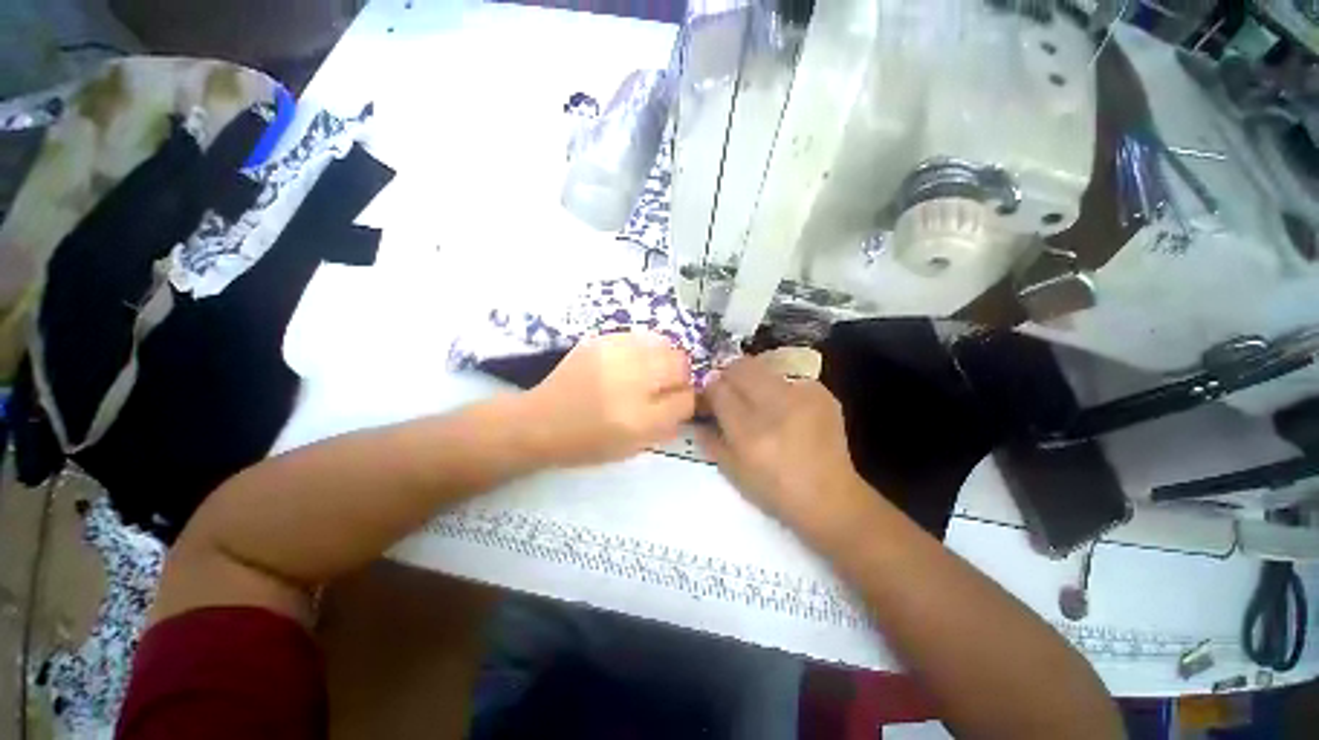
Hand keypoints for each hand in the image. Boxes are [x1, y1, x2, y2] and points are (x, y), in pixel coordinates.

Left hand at [523, 331, 694, 466]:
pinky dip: (646, 348)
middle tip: (667, 385)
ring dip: (666, 359)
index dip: (687, 401)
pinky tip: (633, 361)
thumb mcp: (632, 447)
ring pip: (664, 345)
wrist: (540, 422)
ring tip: (652, 371)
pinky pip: (640, 337)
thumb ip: (666, 425)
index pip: (686, 400)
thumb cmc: (587, 442)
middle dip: (681, 376)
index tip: (679, 403)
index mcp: (638, 418)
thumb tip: (686, 402)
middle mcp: (630, 382)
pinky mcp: (601, 341)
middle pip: (680, 364)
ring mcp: (615, 355)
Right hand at [698, 356, 865, 539]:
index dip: (709, 390)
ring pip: (763, 367)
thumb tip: (697, 415)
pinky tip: (787, 410)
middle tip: (732, 393)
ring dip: (753, 380)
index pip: (718, 389)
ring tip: (760, 401)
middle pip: (740, 367)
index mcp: (749, 433)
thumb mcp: (733, 472)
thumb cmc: (775, 491)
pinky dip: (780, 389)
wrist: (831, 498)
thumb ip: (709, 439)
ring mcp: (802, 396)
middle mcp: (776, 407)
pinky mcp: (822, 393)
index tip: (710, 398)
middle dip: (729, 376)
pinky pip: (788, 378)